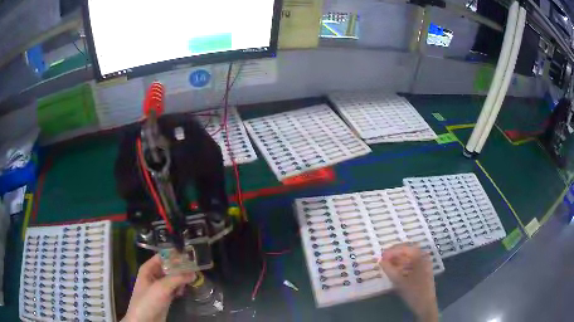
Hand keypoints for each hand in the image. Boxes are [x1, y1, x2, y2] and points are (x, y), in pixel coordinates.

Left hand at [122, 254, 195, 321]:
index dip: (175, 256)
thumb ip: (177, 278)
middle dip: (180, 269)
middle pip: (169, 267)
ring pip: (173, 278)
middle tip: (193, 272)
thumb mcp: (162, 287)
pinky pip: (174, 288)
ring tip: (187, 283)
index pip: (163, 256)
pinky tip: (181, 292)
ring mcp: (159, 286)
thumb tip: (193, 272)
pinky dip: (179, 289)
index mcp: (148, 268)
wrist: (144, 321)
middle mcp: (153, 275)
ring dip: (180, 280)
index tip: (189, 258)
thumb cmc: (148, 301)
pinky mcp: (164, 296)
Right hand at [379, 243, 438, 321]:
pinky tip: (396, 270)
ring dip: (398, 260)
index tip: (380, 257)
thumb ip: (389, 269)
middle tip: (383, 260)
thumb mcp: (399, 281)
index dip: (391, 251)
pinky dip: (402, 265)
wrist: (425, 304)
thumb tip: (380, 260)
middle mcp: (423, 257)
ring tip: (387, 265)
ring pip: (409, 257)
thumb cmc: (413, 291)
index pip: (404, 248)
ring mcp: (424, 264)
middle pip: (407, 251)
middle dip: (394, 255)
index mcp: (419, 256)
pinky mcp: (423, 271)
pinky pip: (411, 263)